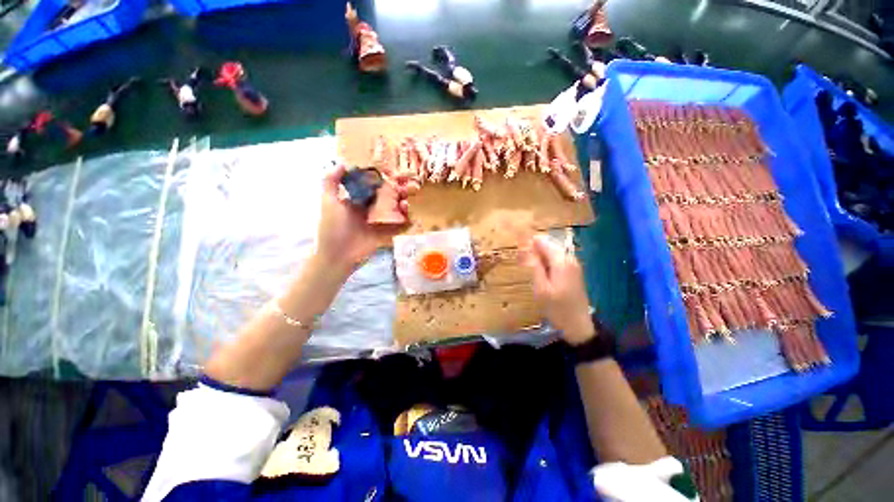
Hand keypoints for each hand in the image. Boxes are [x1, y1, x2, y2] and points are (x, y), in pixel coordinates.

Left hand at [315, 163, 408, 275]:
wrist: (337, 256)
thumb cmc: (332, 228)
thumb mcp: (328, 203)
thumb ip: (331, 182)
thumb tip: (342, 163)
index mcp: (356, 200)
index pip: (372, 186)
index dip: (383, 180)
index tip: (394, 173)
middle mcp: (368, 209)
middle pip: (386, 197)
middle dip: (397, 191)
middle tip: (407, 187)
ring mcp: (377, 222)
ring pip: (393, 210)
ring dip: (402, 205)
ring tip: (406, 202)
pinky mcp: (384, 234)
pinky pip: (397, 227)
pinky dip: (407, 223)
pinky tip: (412, 218)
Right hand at [521, 234, 594, 343]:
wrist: (578, 325)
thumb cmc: (557, 308)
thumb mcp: (541, 288)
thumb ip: (534, 266)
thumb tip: (526, 247)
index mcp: (561, 261)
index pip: (542, 241)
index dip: (528, 243)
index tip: (517, 251)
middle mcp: (569, 258)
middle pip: (548, 245)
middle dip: (533, 249)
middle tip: (522, 263)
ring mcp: (573, 264)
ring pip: (552, 252)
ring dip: (539, 256)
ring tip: (528, 268)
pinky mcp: (573, 271)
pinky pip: (556, 259)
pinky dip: (546, 262)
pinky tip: (540, 273)